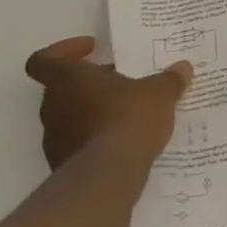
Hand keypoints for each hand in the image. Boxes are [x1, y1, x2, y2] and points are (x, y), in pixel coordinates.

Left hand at [24, 37, 193, 175]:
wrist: (107, 178)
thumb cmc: (127, 119)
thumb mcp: (159, 93)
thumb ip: (169, 79)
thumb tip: (182, 68)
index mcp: (68, 79)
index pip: (44, 60)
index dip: (64, 50)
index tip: (92, 49)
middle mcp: (53, 107)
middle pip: (62, 87)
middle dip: (91, 83)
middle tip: (121, 81)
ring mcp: (54, 139)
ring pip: (70, 116)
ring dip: (93, 112)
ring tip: (128, 113)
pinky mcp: (63, 166)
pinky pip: (78, 144)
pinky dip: (96, 139)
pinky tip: (125, 142)